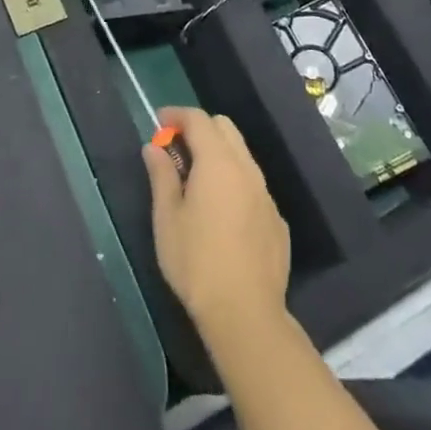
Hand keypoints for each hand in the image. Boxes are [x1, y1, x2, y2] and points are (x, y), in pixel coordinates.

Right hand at [142, 106, 289, 338]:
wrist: (246, 315)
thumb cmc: (196, 262)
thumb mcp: (167, 218)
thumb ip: (161, 175)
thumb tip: (154, 147)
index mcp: (218, 162)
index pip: (198, 119)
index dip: (176, 115)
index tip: (159, 124)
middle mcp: (247, 169)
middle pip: (225, 128)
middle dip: (200, 129)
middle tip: (177, 151)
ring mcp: (266, 195)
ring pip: (242, 156)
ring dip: (218, 155)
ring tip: (196, 182)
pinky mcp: (277, 220)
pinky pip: (253, 186)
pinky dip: (234, 183)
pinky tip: (221, 215)